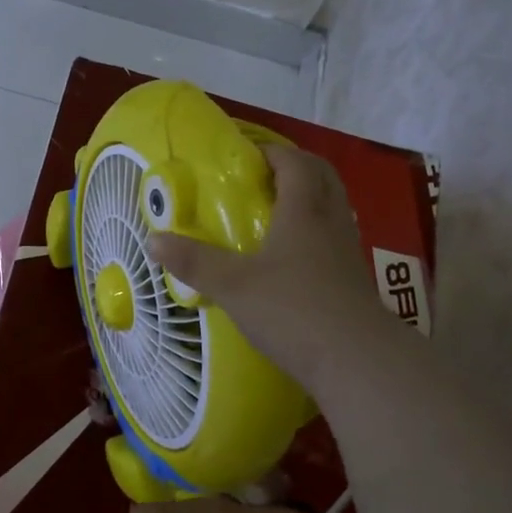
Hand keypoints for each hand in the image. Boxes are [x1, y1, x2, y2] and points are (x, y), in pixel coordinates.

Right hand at [150, 144, 391, 393]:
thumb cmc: (293, 310)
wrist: (358, 360)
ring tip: (277, 214)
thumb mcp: (234, 286)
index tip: (246, 157)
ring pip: (333, 206)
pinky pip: (336, 237)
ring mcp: (348, 251)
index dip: (272, 152)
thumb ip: (194, 262)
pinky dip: (317, 232)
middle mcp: (331, 221)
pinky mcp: (355, 279)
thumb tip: (154, 240)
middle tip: (263, 178)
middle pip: (322, 176)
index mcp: (304, 210)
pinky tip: (295, 257)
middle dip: (295, 168)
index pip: (295, 162)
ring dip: (310, 198)